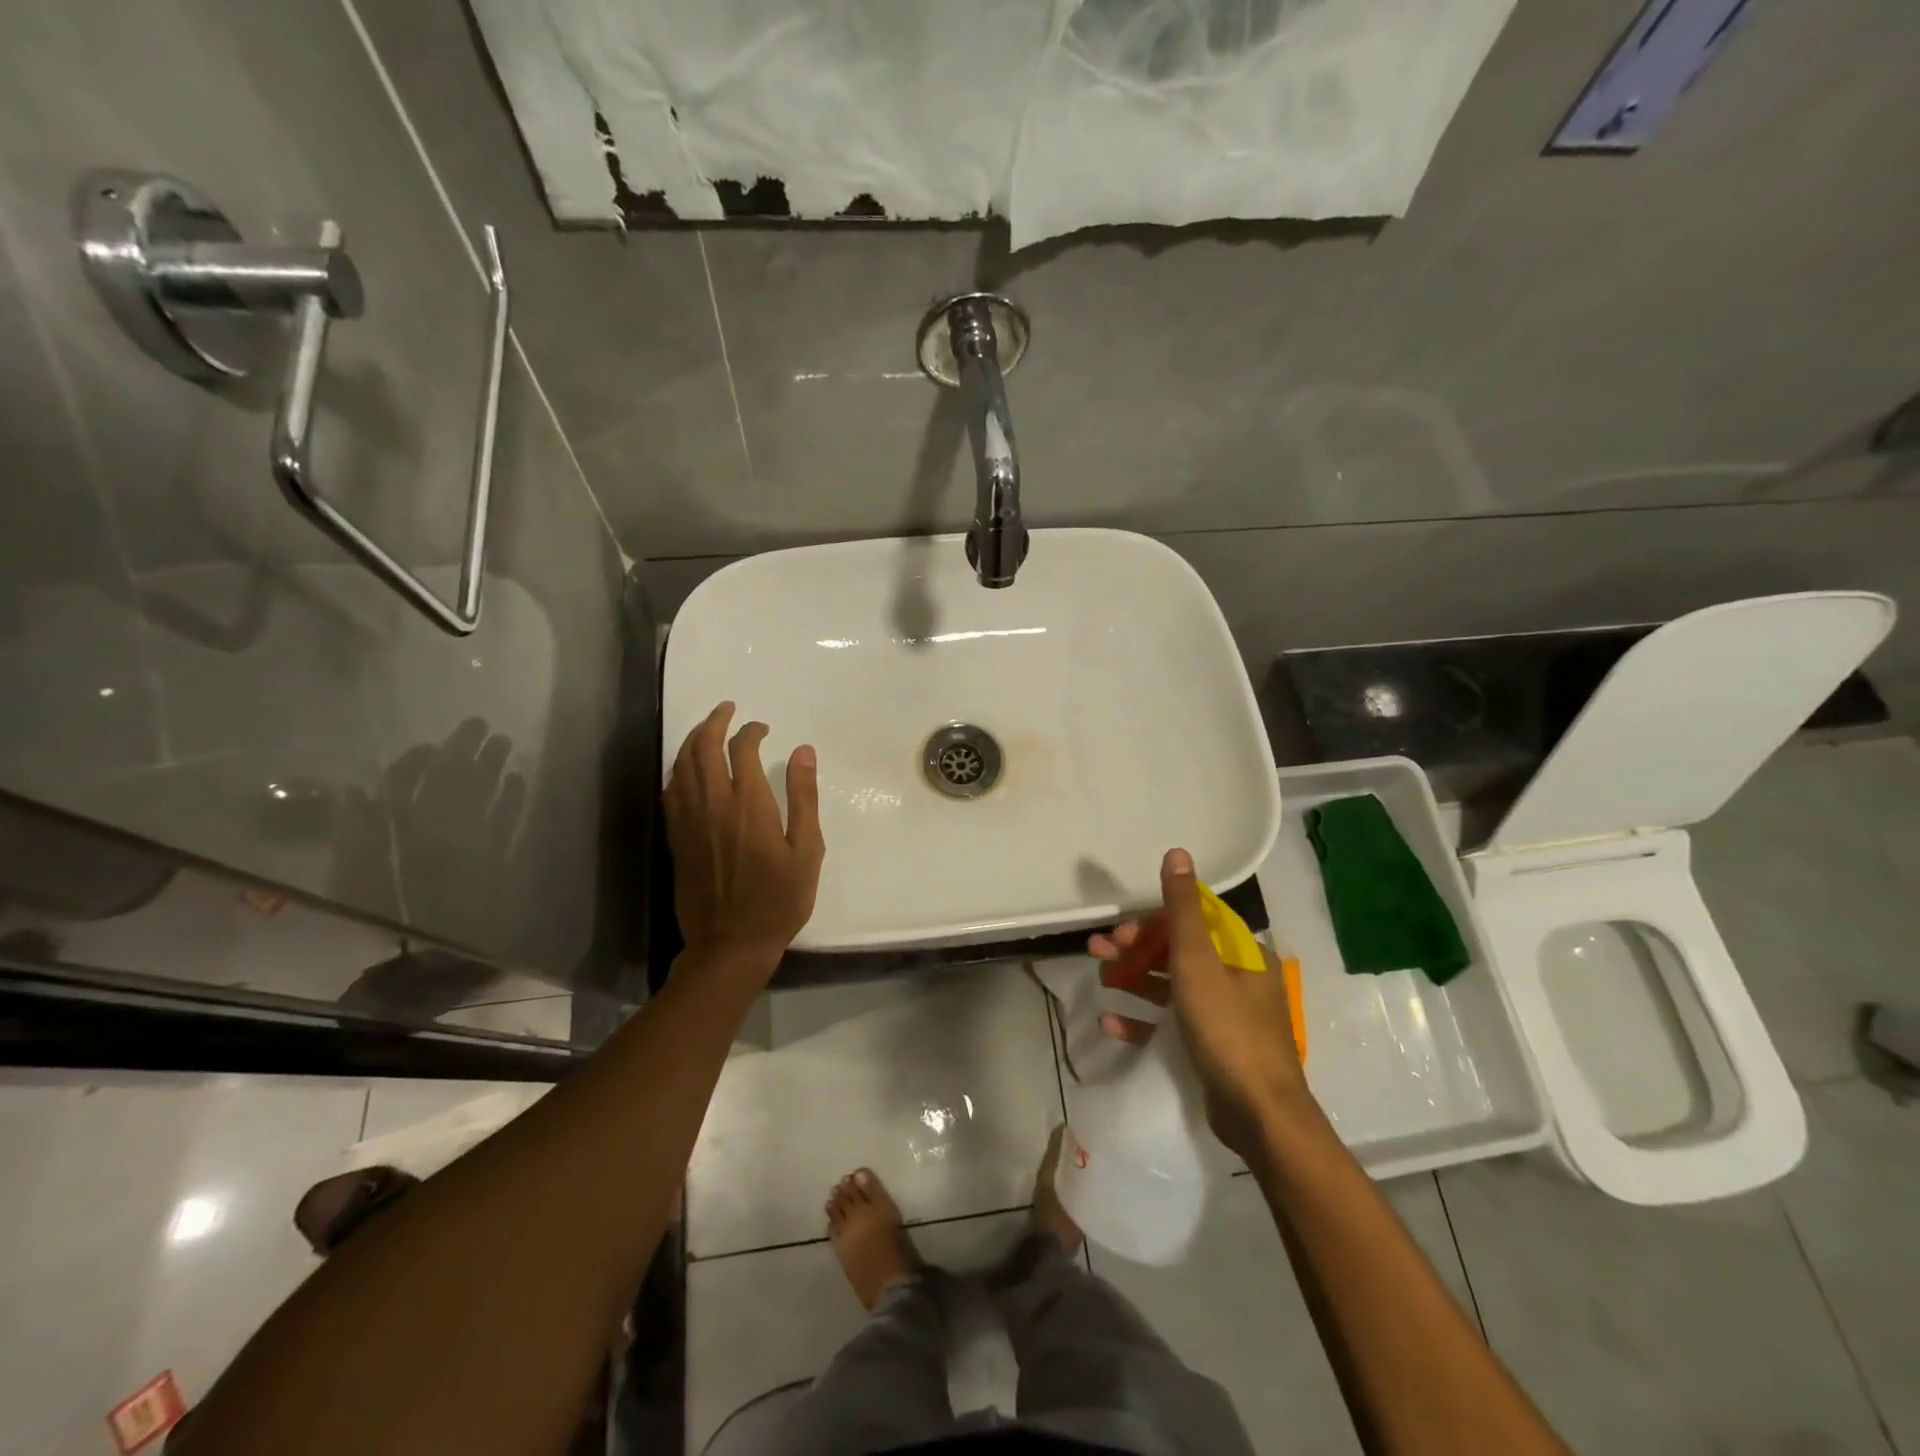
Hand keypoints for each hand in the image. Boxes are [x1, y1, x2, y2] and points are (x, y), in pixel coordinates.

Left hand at [665, 702, 824, 972]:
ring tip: (706, 728)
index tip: (763, 728)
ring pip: (682, 766)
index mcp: (748, 805)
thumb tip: (803, 751)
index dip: (751, 731)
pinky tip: (686, 769)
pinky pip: (671, 791)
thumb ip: (803, 797)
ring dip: (692, 740)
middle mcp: (713, 804)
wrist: (731, 944)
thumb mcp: (806, 850)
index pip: (742, 749)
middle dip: (714, 722)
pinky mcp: (676, 838)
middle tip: (727, 709)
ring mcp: (689, 821)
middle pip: (703, 748)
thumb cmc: (778, 900)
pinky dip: (678, 769)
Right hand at [1090, 848, 1310, 1157]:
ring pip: (1171, 986)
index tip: (1122, 927)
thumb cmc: (1227, 1029)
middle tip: (1099, 950)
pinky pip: (1171, 1025)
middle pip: (1178, 952)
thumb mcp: (1198, 962)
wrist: (1259, 1115)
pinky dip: (1143, 1020)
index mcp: (1242, 955)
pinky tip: (1112, 1023)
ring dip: (1134, 979)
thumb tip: (1178, 853)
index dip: (1153, 919)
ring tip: (1100, 979)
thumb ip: (1183, 908)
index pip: (1194, 921)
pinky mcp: (1211, 1049)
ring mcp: (1224, 1016)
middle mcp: (1237, 980)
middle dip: (1136, 948)